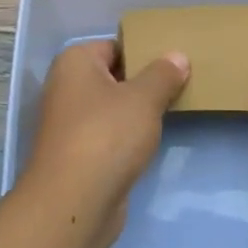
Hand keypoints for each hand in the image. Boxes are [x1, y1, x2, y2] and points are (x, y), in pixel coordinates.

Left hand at [20, 39, 188, 238]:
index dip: (144, 51)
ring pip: (112, 107)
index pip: (115, 46)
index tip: (175, 61)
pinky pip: (109, 134)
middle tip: (181, 83)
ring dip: (137, 111)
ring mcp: (69, 123)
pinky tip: (152, 140)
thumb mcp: (144, 98)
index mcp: (75, 62)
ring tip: (174, 108)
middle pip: (113, 76)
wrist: (74, 202)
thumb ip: (164, 74)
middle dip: (144, 81)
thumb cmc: (107, 135)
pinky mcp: (77, 154)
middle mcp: (66, 87)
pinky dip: (128, 136)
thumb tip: (178, 56)